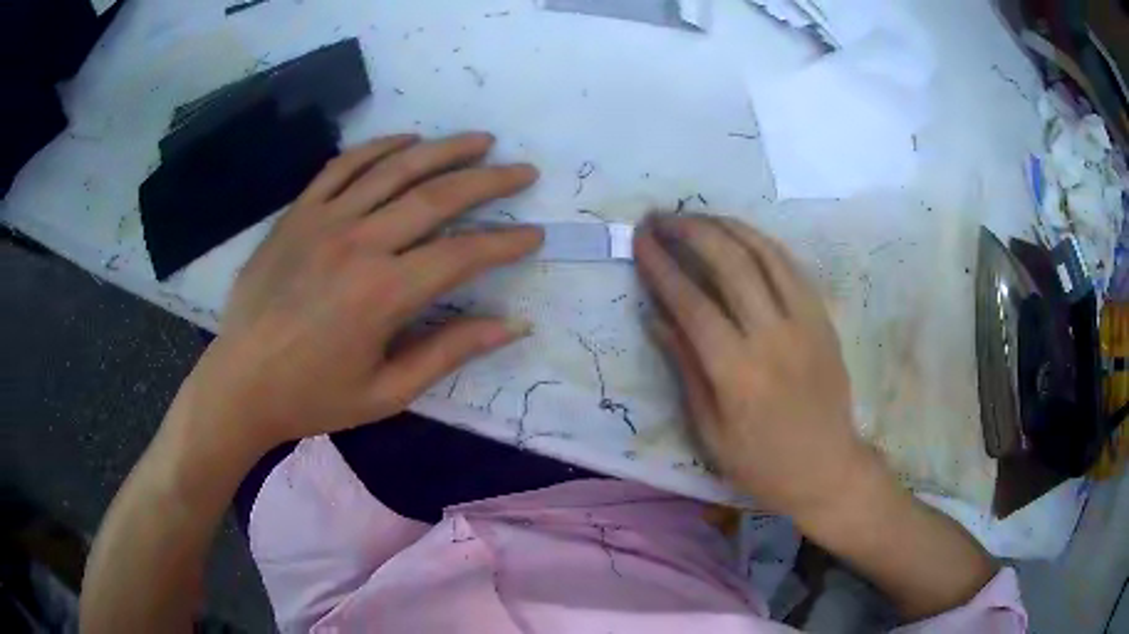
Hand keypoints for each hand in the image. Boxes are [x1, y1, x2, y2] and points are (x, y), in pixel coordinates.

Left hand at [193, 132, 542, 451]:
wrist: (240, 383)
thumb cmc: (313, 397)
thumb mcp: (387, 392)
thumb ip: (450, 352)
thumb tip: (514, 326)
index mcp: (383, 295)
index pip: (462, 254)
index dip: (505, 242)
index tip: (535, 233)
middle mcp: (358, 244)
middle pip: (436, 197)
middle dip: (488, 181)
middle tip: (522, 171)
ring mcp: (324, 221)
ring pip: (394, 169)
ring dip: (443, 150)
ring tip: (479, 140)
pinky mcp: (297, 214)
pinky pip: (343, 166)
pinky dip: (379, 148)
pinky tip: (406, 141)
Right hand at [636, 214, 876, 522]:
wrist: (828, 468)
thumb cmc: (762, 463)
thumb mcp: (710, 431)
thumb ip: (685, 367)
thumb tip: (654, 317)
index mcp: (737, 373)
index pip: (691, 303)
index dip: (662, 266)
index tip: (641, 240)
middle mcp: (772, 337)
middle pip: (729, 263)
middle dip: (691, 231)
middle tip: (663, 217)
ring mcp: (804, 322)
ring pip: (764, 253)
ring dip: (726, 226)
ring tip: (697, 216)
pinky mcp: (822, 318)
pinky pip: (791, 266)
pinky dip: (762, 241)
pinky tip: (741, 234)